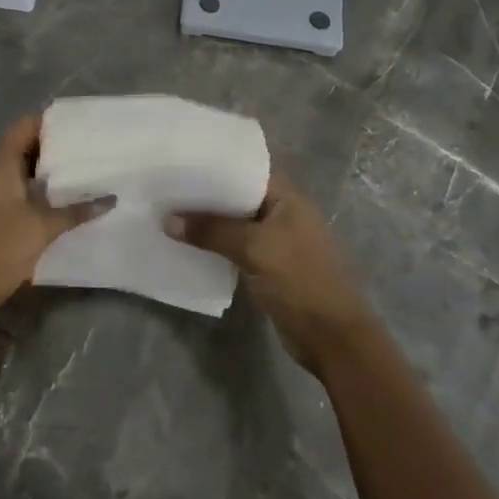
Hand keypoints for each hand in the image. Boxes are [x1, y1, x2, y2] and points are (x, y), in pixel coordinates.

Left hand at [0, 116, 112, 348]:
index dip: (49, 121)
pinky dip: (42, 198)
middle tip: (90, 150)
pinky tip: (67, 207)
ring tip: (86, 175)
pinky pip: (21, 198)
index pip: (24, 127)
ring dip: (50, 176)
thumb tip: (110, 199)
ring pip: (24, 176)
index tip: (80, 124)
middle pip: (25, 150)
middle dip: (56, 149)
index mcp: (0, 166)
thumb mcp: (41, 227)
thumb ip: (75, 212)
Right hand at [167, 173, 375, 376]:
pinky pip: (237, 247)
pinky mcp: (269, 267)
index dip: (217, 165)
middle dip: (206, 194)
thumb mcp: (253, 248)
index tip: (182, 162)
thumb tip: (167, 220)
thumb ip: (212, 231)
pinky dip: (215, 246)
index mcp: (288, 198)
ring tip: (169, 212)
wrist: (330, 336)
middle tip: (167, 187)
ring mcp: (277, 241)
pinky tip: (188, 245)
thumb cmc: (298, 280)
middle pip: (239, 196)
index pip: (248, 169)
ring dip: (209, 223)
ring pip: (236, 224)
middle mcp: (283, 214)